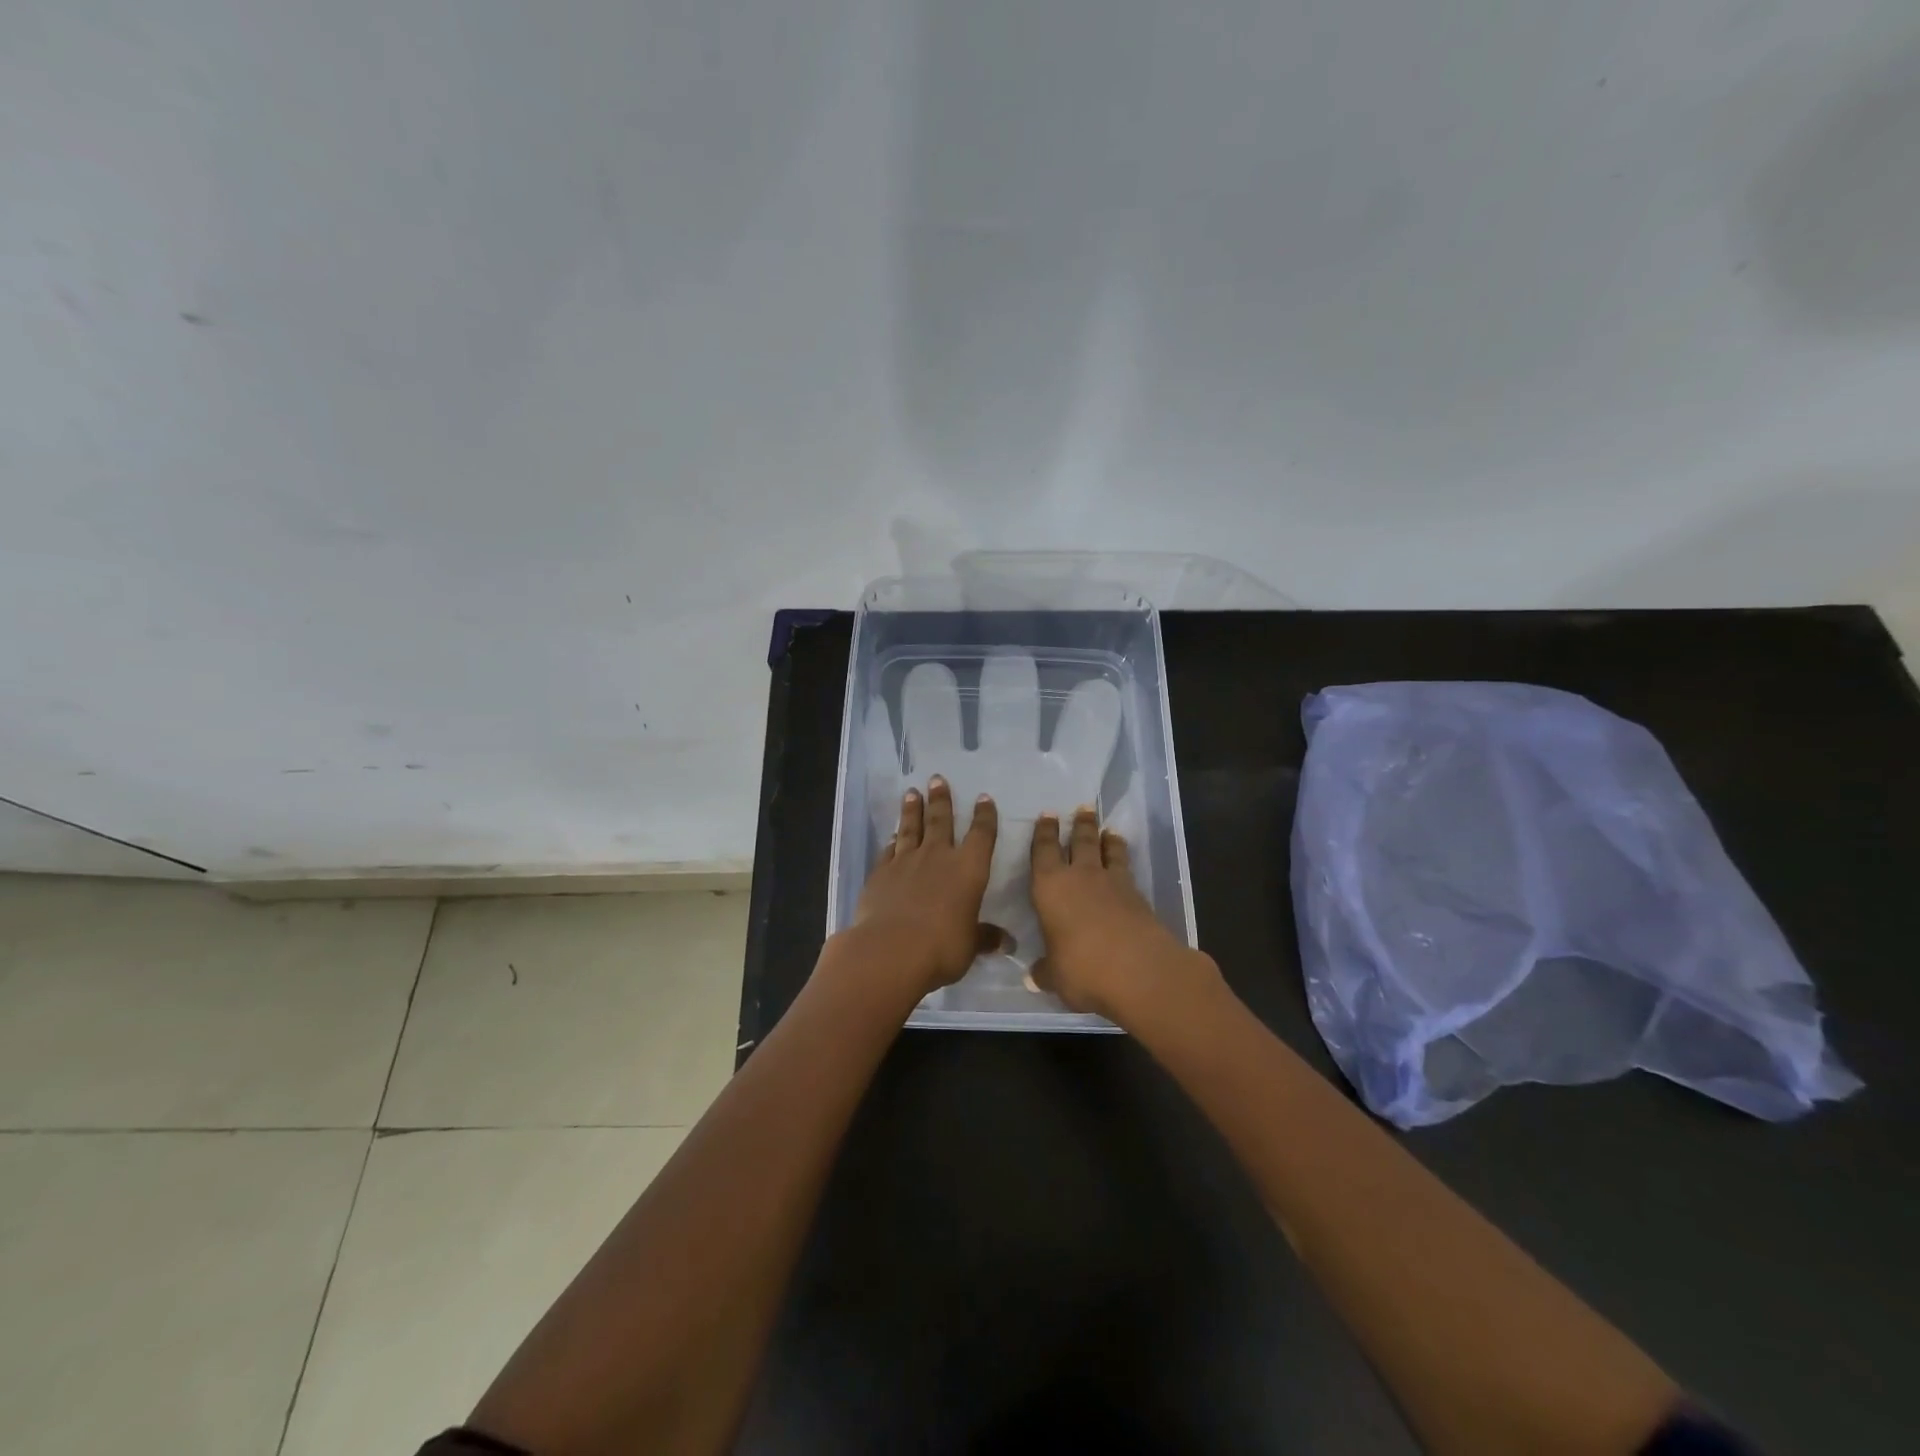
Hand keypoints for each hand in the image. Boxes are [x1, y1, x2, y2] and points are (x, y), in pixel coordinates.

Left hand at [848, 776, 998, 998]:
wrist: (891, 949)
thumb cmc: (941, 947)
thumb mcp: (970, 945)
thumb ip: (985, 938)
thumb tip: (1007, 942)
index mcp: (968, 869)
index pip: (981, 835)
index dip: (984, 816)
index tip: (983, 798)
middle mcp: (938, 857)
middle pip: (940, 820)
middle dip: (941, 799)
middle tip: (937, 779)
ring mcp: (906, 862)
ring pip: (911, 828)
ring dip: (912, 809)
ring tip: (912, 792)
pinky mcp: (881, 873)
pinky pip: (889, 850)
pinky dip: (892, 841)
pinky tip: (892, 836)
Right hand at [1029, 806, 1221, 1023]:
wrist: (1141, 972)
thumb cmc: (1083, 969)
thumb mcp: (1055, 977)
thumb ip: (1044, 971)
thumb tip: (1033, 977)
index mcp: (1050, 887)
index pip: (1043, 851)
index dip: (1044, 833)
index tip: (1047, 815)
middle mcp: (1080, 876)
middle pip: (1080, 841)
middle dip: (1080, 824)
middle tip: (1082, 808)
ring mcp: (1113, 883)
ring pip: (1108, 851)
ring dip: (1107, 839)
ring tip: (1108, 830)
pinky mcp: (1139, 896)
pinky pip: (1127, 870)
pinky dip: (1123, 862)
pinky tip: (1124, 867)